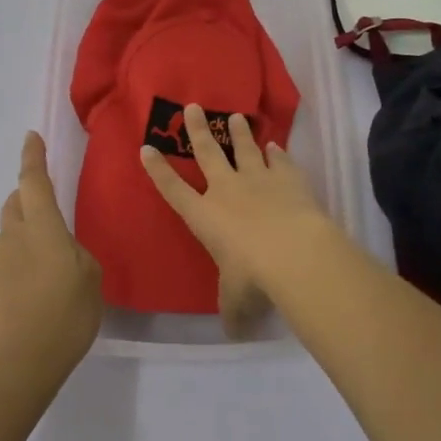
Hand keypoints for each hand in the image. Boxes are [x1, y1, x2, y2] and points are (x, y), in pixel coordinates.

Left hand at [0, 132, 103, 388]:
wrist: (18, 366)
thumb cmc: (64, 316)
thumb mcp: (91, 279)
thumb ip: (78, 254)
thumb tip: (63, 251)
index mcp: (42, 228)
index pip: (34, 182)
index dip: (33, 157)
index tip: (32, 137)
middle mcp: (14, 237)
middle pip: (16, 203)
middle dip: (29, 195)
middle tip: (50, 204)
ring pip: (11, 231)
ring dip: (27, 229)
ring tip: (52, 255)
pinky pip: (9, 257)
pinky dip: (22, 256)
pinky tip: (40, 282)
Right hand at [140, 104, 345, 335]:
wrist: (293, 252)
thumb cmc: (253, 276)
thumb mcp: (236, 300)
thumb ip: (232, 311)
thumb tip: (233, 333)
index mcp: (204, 216)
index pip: (174, 189)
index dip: (158, 169)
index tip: (146, 148)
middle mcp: (227, 189)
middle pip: (208, 152)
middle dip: (198, 129)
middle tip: (193, 106)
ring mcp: (258, 178)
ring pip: (244, 147)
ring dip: (239, 132)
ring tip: (235, 116)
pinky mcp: (287, 177)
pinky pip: (279, 159)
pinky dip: (276, 151)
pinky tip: (275, 144)